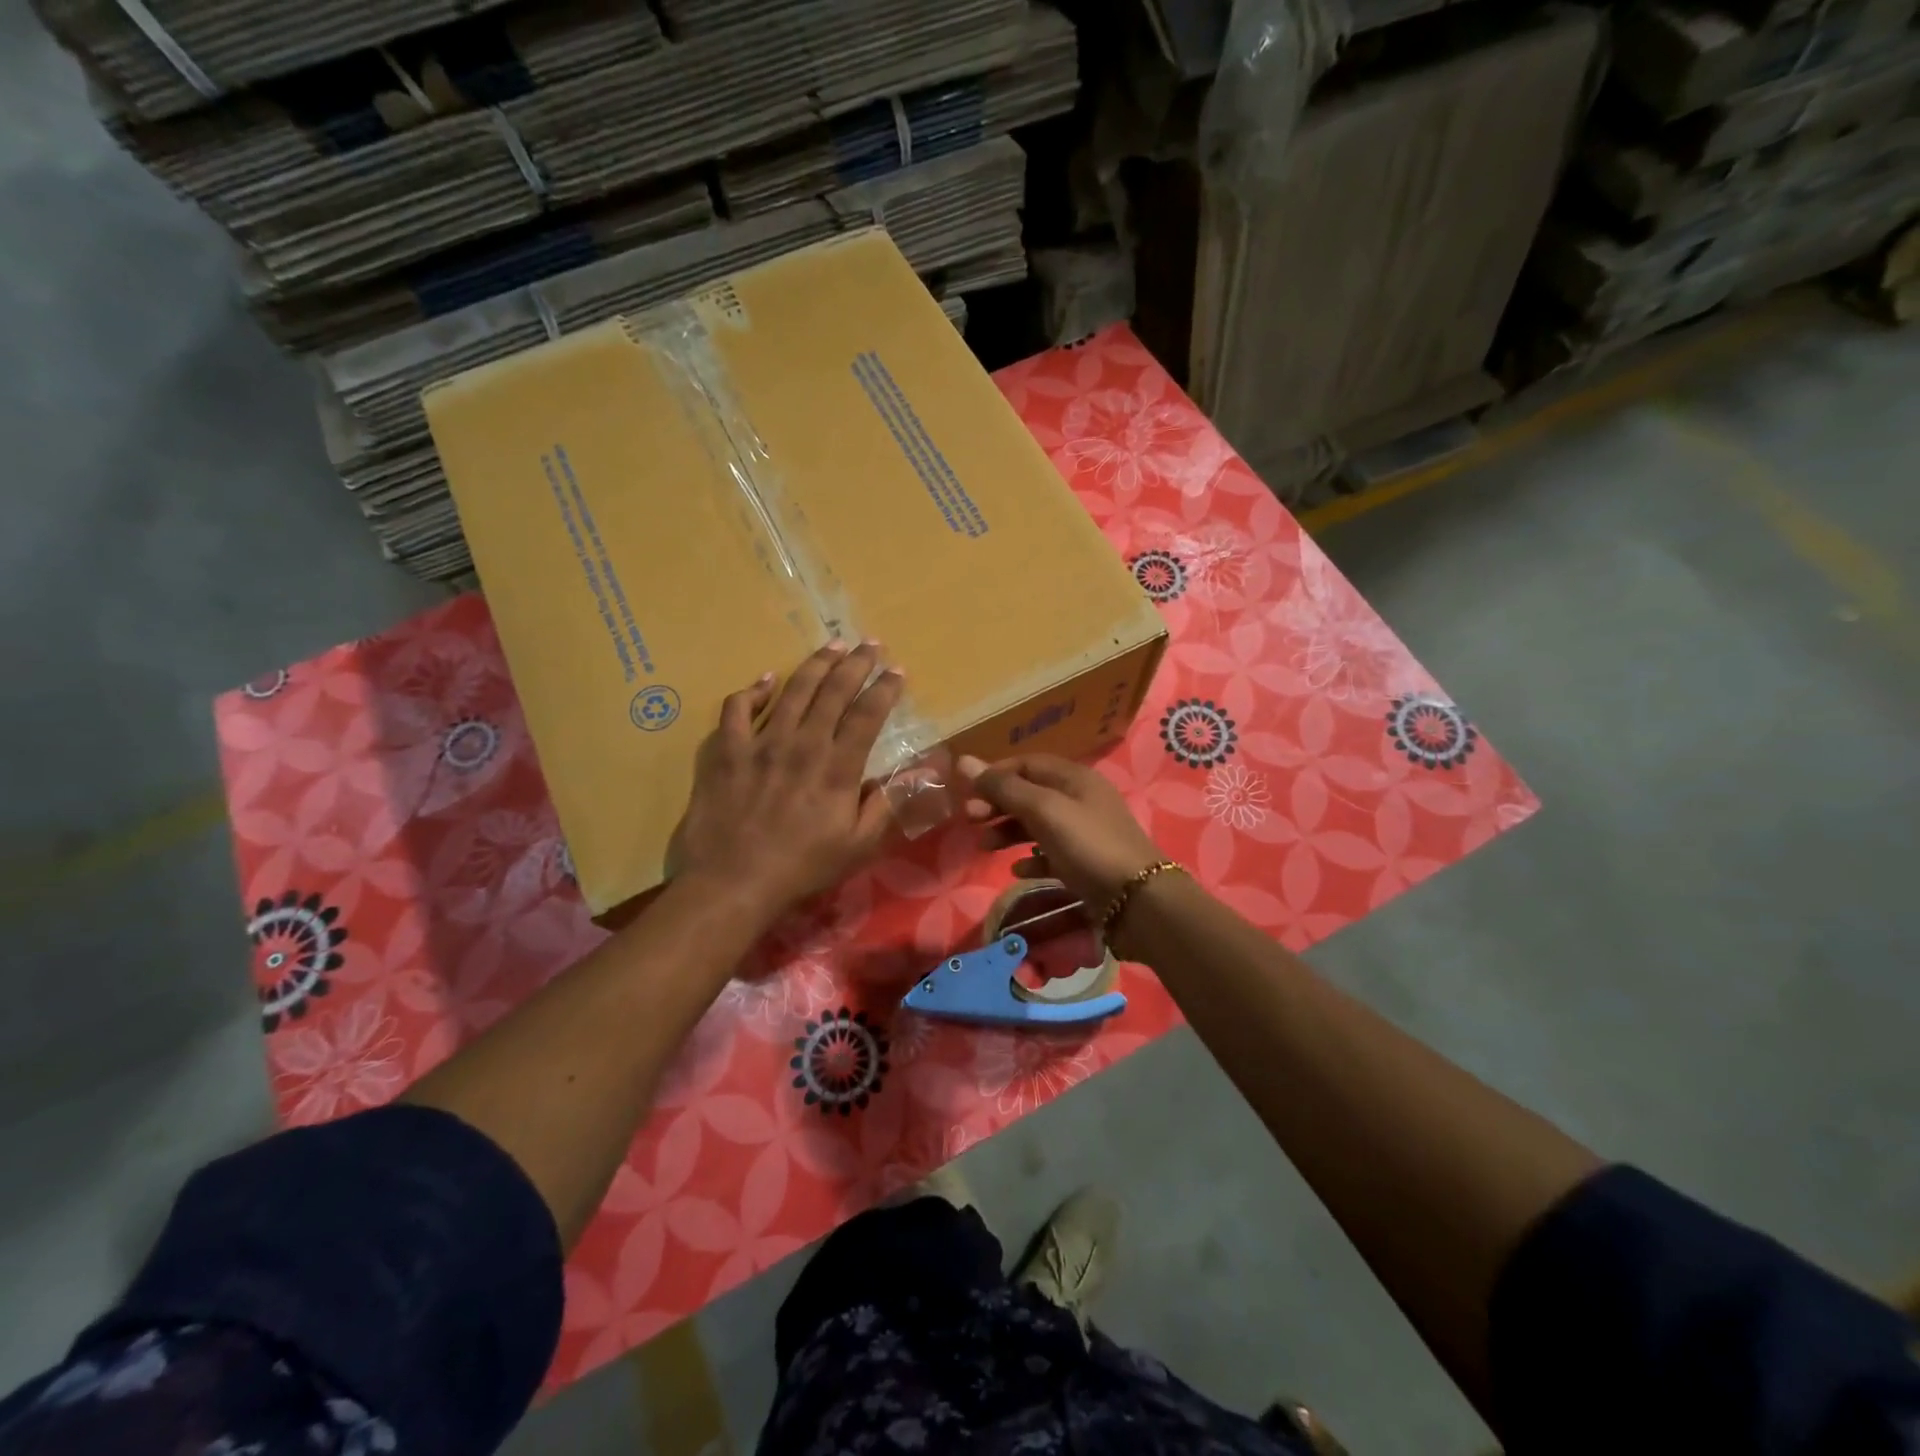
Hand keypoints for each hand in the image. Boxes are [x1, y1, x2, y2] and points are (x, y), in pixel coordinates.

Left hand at [670, 641, 904, 925]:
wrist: (732, 882)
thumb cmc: (802, 867)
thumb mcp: (859, 845)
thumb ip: (889, 803)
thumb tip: (922, 771)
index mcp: (837, 767)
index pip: (867, 715)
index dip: (885, 689)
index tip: (897, 670)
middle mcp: (802, 744)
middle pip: (833, 691)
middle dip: (856, 663)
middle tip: (870, 644)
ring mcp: (760, 743)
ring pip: (792, 690)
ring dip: (815, 664)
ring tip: (832, 646)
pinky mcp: (726, 750)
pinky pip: (737, 708)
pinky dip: (753, 690)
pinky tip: (766, 680)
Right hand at [958, 753, 1165, 915]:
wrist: (1139, 901)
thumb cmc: (1089, 846)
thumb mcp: (1044, 811)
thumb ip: (1004, 788)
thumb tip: (963, 762)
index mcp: (1074, 778)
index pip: (1027, 763)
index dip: (995, 774)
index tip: (966, 792)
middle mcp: (1080, 799)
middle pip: (1030, 793)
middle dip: (998, 803)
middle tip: (969, 820)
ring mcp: (1085, 833)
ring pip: (1038, 824)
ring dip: (1008, 831)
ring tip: (984, 846)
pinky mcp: (1086, 864)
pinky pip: (1051, 854)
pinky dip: (1031, 859)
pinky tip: (1017, 870)